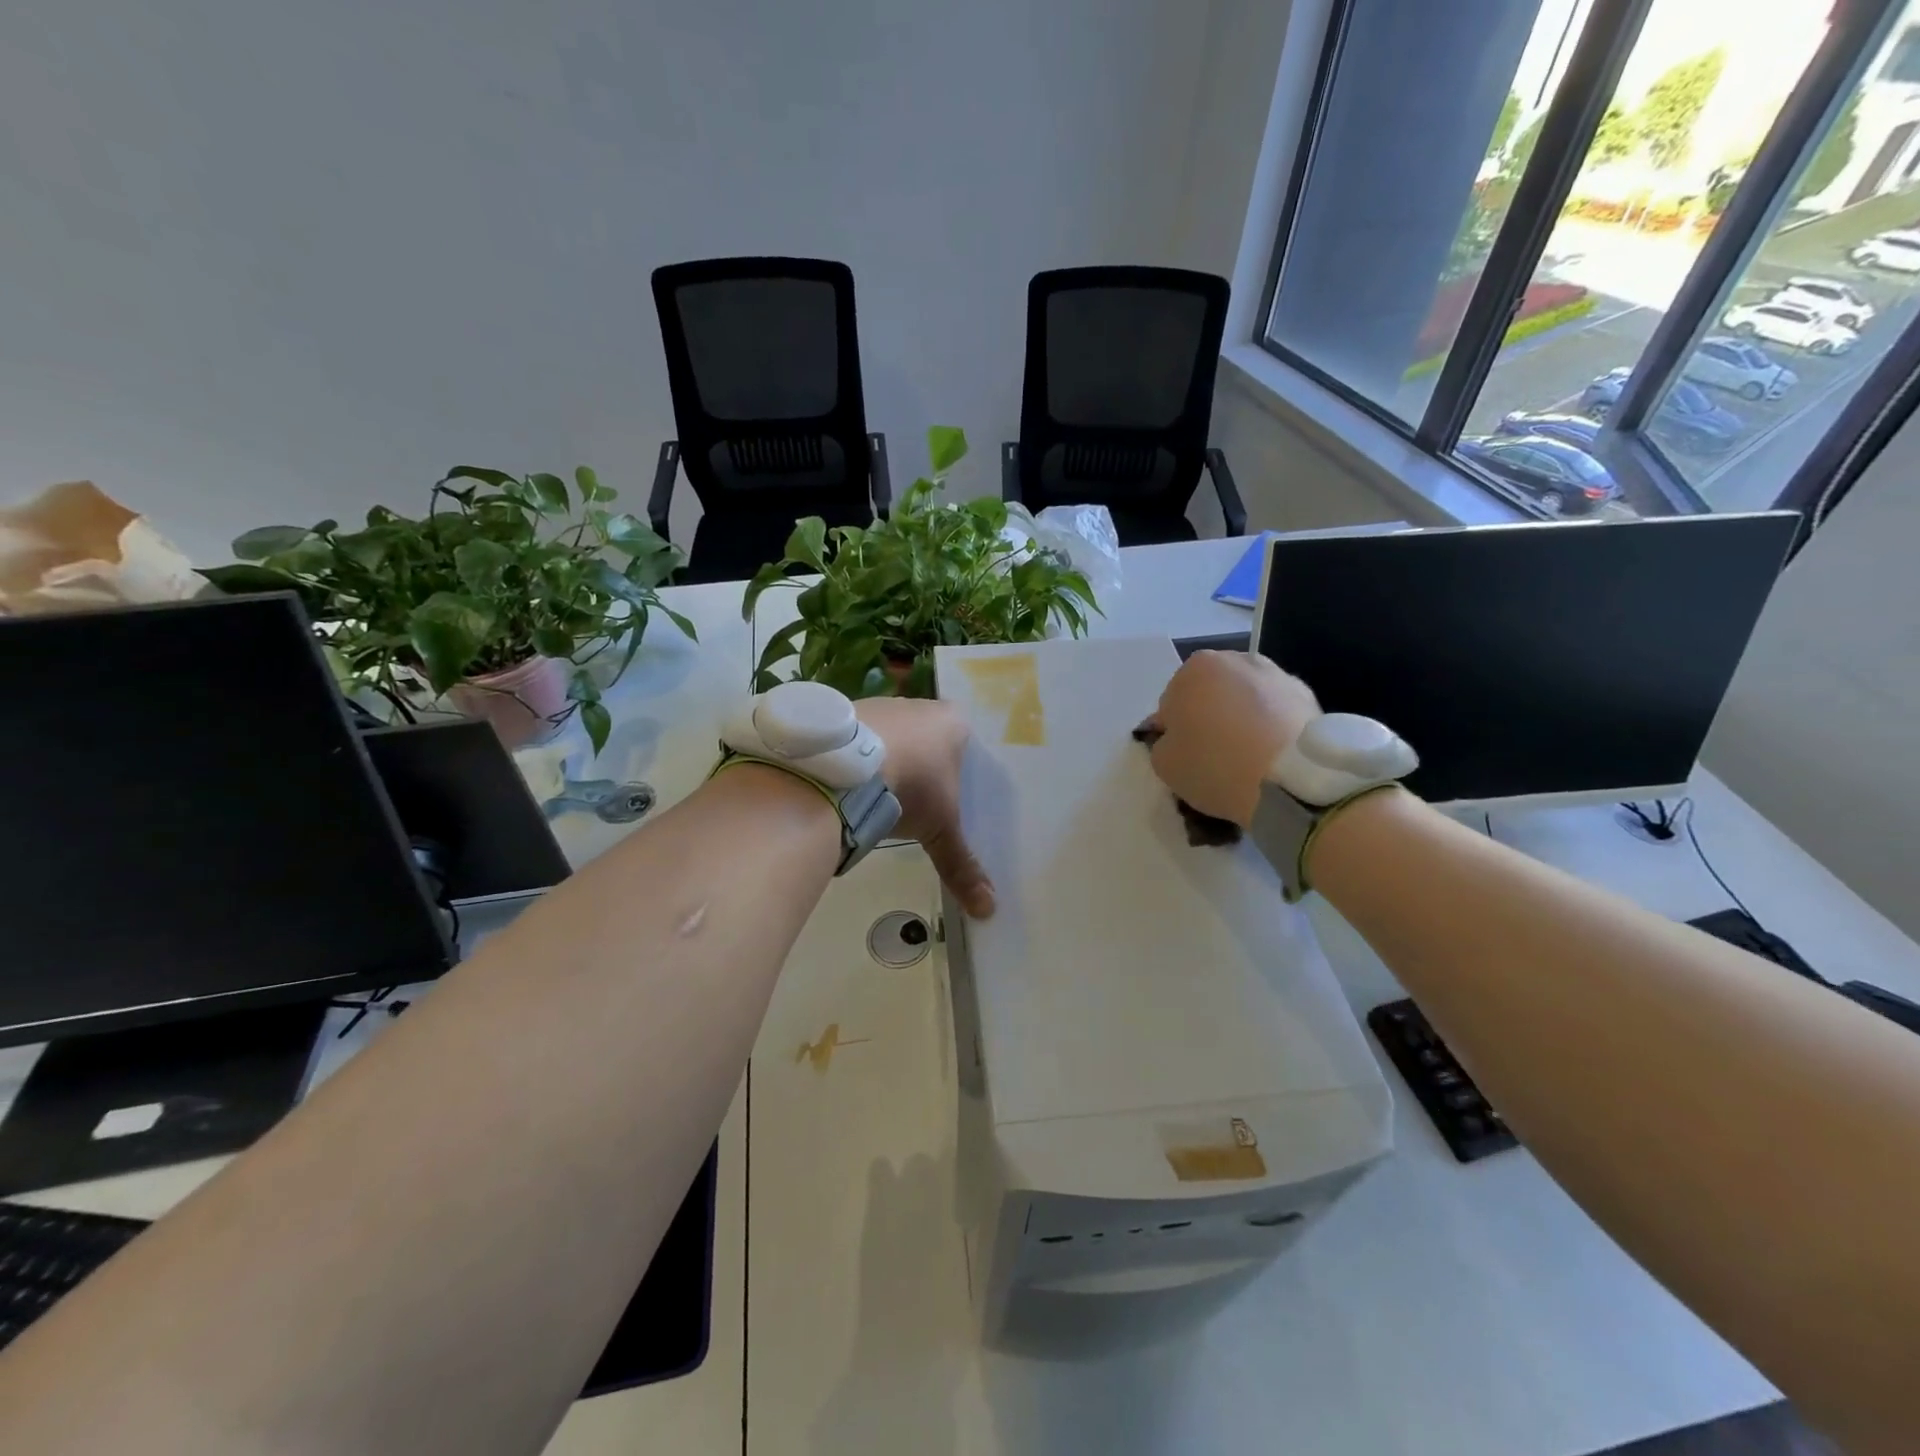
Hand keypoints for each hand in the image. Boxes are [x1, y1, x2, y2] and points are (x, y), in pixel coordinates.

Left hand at [855, 697, 995, 918]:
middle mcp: (918, 705)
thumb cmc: (911, 787)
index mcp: (953, 721)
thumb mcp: (940, 830)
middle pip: (927, 736)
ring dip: (889, 759)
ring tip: (883, 793)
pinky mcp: (846, 713)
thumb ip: (961, 864)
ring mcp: (880, 704)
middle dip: (924, 764)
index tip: (950, 792)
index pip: (965, 741)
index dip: (959, 768)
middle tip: (919, 798)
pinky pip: (861, 737)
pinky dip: (861, 757)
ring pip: (892, 734)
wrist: (847, 767)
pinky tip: (855, 781)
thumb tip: (988, 908)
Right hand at [1141, 650, 1318, 827]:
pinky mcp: (1307, 694)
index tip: (1185, 755)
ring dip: (1242, 717)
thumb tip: (1176, 737)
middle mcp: (1235, 659)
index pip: (1171, 702)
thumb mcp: (1165, 764)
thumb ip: (1163, 742)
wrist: (1291, 778)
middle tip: (1214, 754)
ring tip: (1247, 756)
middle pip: (1210, 693)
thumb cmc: (1216, 765)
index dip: (1175, 731)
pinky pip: (1275, 710)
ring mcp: (1275, 673)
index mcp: (1194, 669)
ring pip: (1245, 698)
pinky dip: (1271, 725)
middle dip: (1209, 716)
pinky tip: (1272, 754)